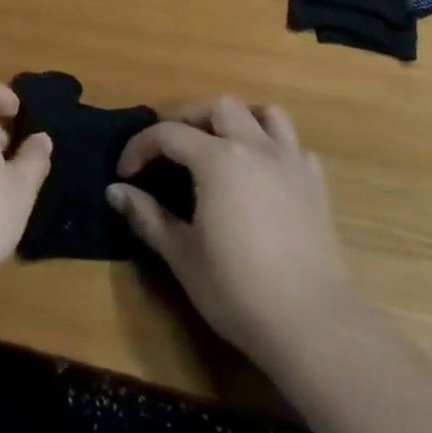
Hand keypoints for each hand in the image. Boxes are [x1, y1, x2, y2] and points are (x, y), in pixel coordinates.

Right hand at [107, 98, 355, 365]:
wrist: (315, 325)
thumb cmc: (239, 291)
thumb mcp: (182, 256)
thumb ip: (147, 216)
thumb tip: (114, 191)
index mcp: (218, 159)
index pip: (169, 134)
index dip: (140, 147)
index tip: (125, 173)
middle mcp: (256, 148)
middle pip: (219, 107)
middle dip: (189, 119)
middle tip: (171, 150)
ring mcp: (292, 163)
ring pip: (266, 114)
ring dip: (239, 119)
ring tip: (221, 144)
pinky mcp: (317, 186)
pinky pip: (294, 146)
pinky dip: (273, 148)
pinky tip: (262, 174)